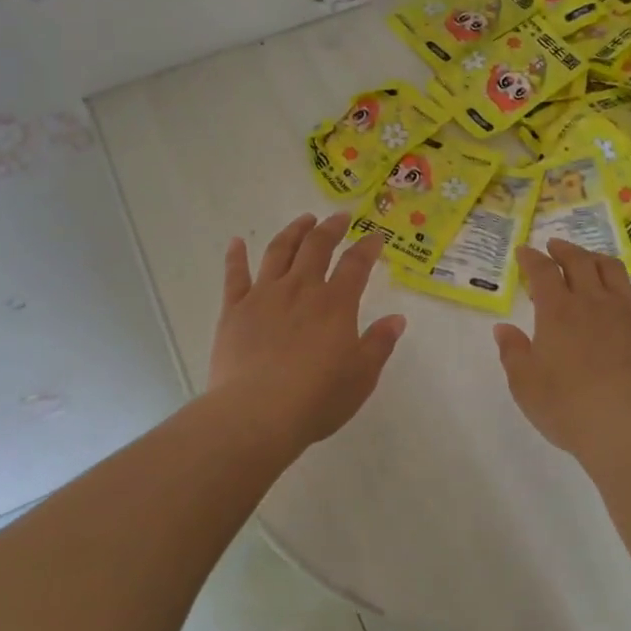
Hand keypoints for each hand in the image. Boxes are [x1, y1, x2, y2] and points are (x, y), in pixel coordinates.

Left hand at [208, 212, 406, 452]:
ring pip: (279, 251)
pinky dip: (236, 256)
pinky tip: (236, 242)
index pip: (355, 264)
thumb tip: (397, 319)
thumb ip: (379, 344)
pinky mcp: (234, 310)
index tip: (374, 236)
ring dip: (293, 232)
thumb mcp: (361, 376)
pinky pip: (235, 276)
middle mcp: (300, 289)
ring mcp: (264, 296)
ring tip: (303, 220)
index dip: (367, 247)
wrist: (257, 413)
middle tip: (339, 217)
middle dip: (331, 228)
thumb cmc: (317, 398)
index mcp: (335, 304)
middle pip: (316, 247)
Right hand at [494, 240, 630, 462]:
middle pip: (579, 260)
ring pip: (612, 270)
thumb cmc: (566, 406)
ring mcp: (626, 311)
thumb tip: (503, 328)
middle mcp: (592, 301)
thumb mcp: (525, 384)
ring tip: (588, 261)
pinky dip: (624, 285)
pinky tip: (622, 293)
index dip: (531, 258)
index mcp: (557, 310)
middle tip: (554, 247)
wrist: (625, 425)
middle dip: (564, 249)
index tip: (524, 252)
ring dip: (596, 259)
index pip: (543, 271)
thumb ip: (513, 352)